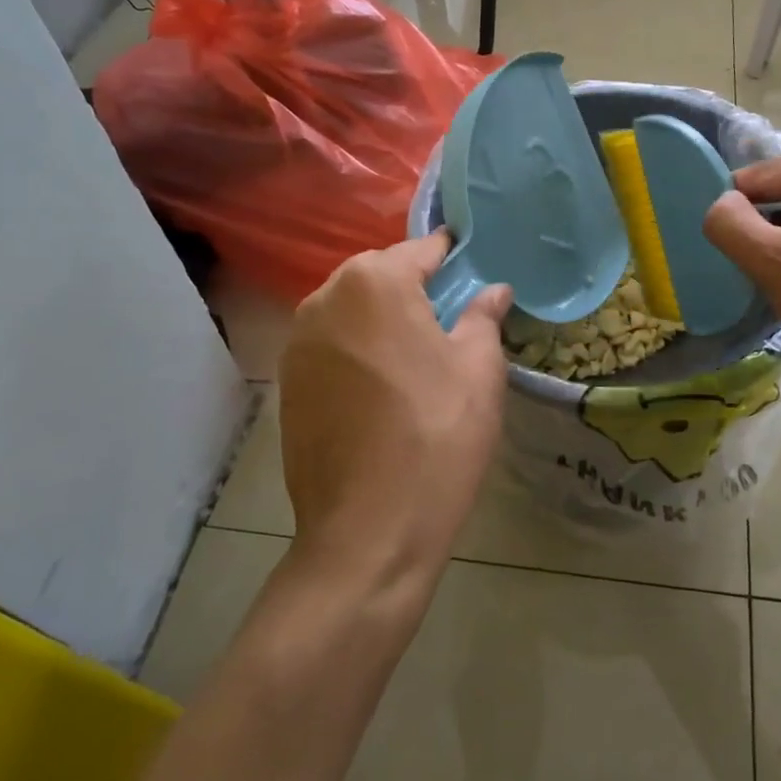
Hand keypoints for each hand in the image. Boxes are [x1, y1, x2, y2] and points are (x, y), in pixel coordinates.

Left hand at [279, 233, 512, 591]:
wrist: (368, 531)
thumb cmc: (437, 436)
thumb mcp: (479, 369)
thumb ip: (484, 316)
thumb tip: (493, 290)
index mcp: (374, 282)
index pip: (421, 249)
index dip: (452, 257)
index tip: (475, 267)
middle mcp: (325, 299)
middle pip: (381, 275)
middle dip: (415, 287)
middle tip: (453, 317)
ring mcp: (298, 343)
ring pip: (352, 310)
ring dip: (384, 319)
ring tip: (419, 352)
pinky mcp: (287, 383)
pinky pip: (332, 345)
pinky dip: (359, 349)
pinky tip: (385, 386)